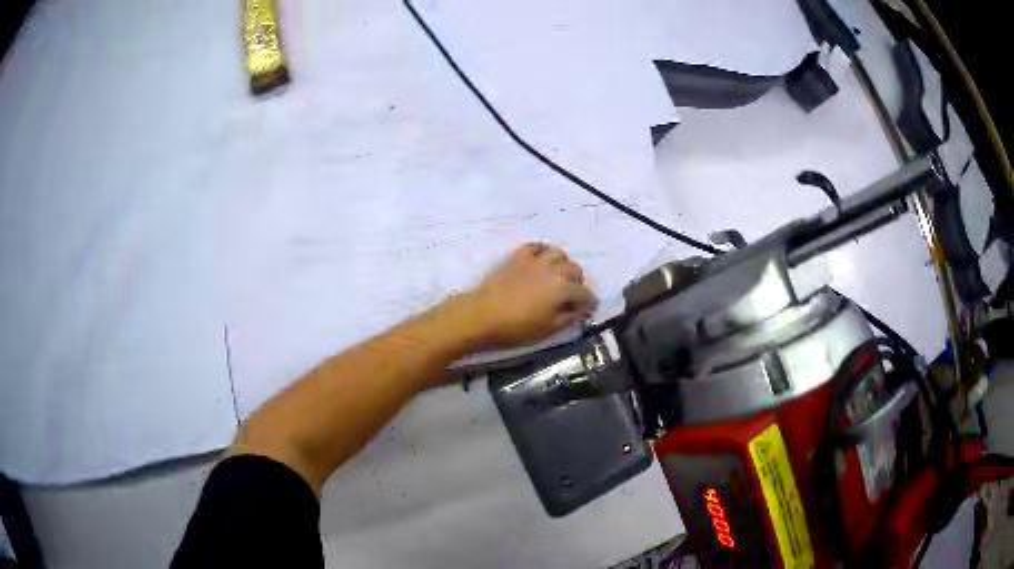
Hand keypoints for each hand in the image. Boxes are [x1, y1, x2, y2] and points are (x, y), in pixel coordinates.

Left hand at [466, 243, 597, 347]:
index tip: (589, 309)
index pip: (585, 293)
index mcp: (563, 289)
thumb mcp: (548, 329)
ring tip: (559, 274)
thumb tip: (580, 311)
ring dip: (563, 263)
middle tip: (574, 293)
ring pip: (558, 253)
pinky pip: (536, 246)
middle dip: (578, 282)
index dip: (590, 302)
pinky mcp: (518, 256)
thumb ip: (569, 318)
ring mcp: (535, 260)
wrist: (482, 314)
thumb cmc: (516, 327)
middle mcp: (554, 269)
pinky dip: (543, 251)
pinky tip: (541, 260)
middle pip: (575, 270)